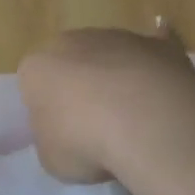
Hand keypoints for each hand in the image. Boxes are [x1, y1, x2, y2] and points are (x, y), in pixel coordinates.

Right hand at [17, 26, 194, 183]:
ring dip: (116, 79)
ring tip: (131, 119)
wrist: (148, 124)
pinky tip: (162, 78)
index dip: (45, 109)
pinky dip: (155, 63)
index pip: (32, 84)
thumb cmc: (85, 142)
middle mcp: (73, 42)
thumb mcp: (50, 157)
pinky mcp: (160, 45)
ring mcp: (119, 38)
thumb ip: (52, 138)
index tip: (59, 133)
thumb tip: (66, 133)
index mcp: (36, 67)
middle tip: (92, 124)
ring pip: (111, 57)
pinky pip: (154, 50)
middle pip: (71, 63)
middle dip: (79, 87)